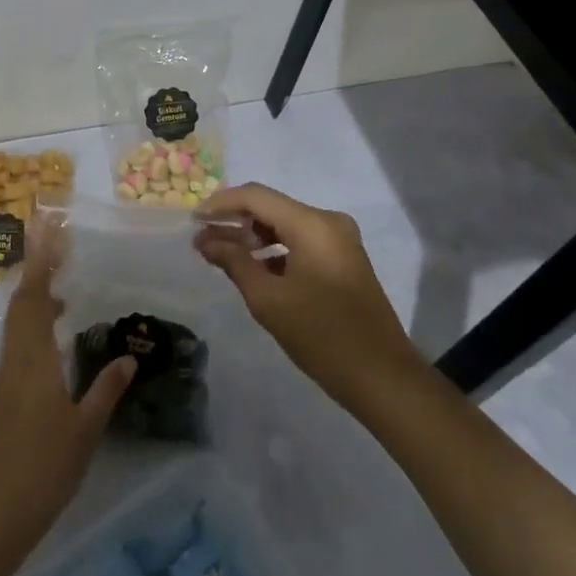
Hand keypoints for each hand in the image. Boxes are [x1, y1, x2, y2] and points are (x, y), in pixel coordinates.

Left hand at [0, 221, 135, 557]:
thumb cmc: (43, 467)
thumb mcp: (84, 429)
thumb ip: (106, 390)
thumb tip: (129, 358)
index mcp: (34, 357)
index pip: (35, 297)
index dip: (41, 262)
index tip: (48, 230)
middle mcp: (17, 356)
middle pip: (22, 300)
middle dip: (37, 267)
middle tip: (58, 242)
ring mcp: (9, 374)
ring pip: (18, 319)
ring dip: (36, 293)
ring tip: (63, 281)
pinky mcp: (7, 391)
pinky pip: (20, 338)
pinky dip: (36, 320)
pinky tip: (56, 332)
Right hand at [194, 182, 422, 411]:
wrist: (383, 378)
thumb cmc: (321, 336)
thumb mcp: (268, 300)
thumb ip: (233, 261)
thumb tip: (204, 239)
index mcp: (312, 224)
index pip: (256, 197)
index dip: (220, 204)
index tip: (192, 219)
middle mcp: (328, 222)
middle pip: (270, 208)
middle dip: (235, 221)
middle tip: (202, 240)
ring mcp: (340, 240)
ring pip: (285, 225)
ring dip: (253, 236)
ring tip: (220, 255)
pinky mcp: (343, 259)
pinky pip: (300, 241)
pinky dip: (274, 250)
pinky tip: (252, 268)